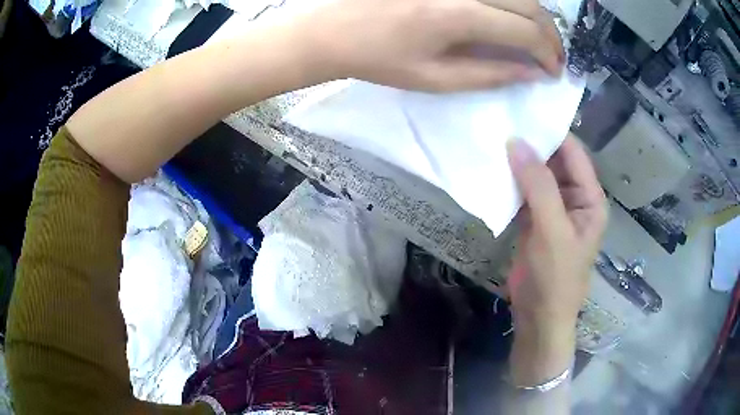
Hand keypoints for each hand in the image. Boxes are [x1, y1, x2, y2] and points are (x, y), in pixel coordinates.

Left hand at [305, 0, 564, 91]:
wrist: (332, 29)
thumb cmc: (379, 59)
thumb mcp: (435, 79)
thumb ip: (490, 75)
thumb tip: (532, 73)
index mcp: (458, 15)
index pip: (526, 31)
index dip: (548, 53)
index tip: (554, 71)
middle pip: (529, 4)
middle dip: (550, 33)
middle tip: (551, 56)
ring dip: (534, 14)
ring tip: (535, 37)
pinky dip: (509, 1)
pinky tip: (508, 15)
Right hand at [505, 135, 606, 385]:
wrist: (539, 317)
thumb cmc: (556, 278)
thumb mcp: (552, 231)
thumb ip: (538, 186)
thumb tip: (515, 142)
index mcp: (590, 199)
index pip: (574, 154)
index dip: (552, 132)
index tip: (523, 111)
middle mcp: (574, 199)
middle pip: (554, 162)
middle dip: (532, 145)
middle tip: (502, 120)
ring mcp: (553, 210)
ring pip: (536, 177)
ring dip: (518, 162)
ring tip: (493, 138)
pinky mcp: (534, 221)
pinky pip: (524, 193)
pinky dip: (510, 182)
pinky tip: (492, 168)